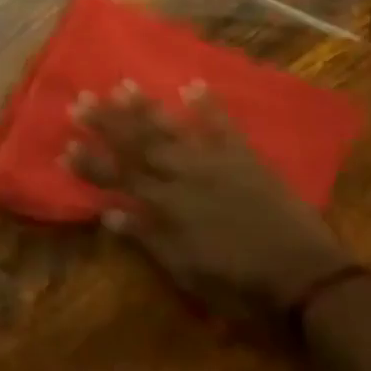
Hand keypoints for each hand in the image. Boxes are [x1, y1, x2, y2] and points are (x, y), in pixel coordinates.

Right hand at [68, 83, 352, 313]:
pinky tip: (192, 85)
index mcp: (167, 207)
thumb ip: (148, 239)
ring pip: (173, 130)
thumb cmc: (239, 285)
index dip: (91, 162)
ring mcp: (216, 163)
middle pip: (139, 145)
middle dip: (108, 122)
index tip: (66, 146)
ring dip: (147, 108)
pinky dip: (208, 106)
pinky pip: (223, 126)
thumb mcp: (186, 272)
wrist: (305, 277)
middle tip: (82, 99)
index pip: (119, 179)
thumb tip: (108, 214)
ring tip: (123, 85)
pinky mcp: (245, 158)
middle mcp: (185, 176)